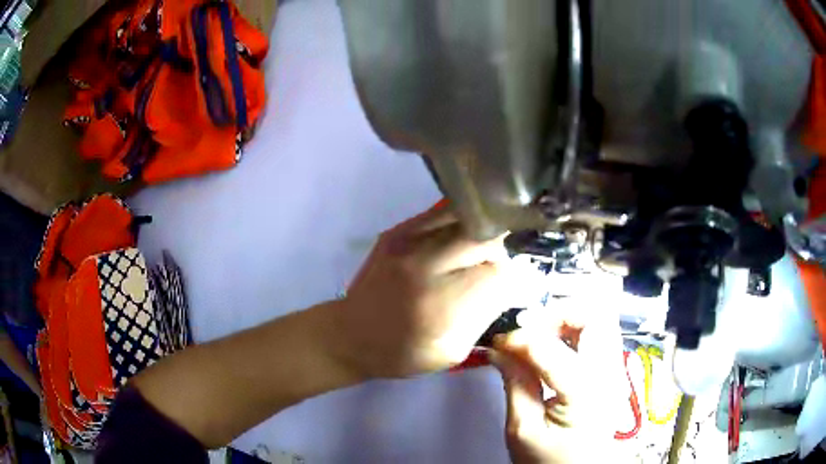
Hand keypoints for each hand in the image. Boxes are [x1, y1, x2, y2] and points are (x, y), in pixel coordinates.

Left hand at [328, 203, 511, 378]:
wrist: (351, 333)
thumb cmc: (402, 353)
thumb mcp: (452, 352)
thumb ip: (484, 316)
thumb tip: (508, 286)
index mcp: (439, 305)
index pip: (497, 275)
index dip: (510, 281)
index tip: (508, 290)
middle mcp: (425, 265)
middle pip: (486, 241)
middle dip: (499, 256)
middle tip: (494, 271)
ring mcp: (408, 241)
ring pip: (468, 220)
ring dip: (482, 236)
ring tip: (479, 254)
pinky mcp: (398, 230)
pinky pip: (444, 213)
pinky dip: (461, 224)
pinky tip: (460, 240)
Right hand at [491, 303, 624, 463]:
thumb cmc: (550, 459)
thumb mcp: (522, 430)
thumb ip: (515, 385)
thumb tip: (500, 349)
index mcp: (584, 394)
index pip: (552, 349)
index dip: (521, 338)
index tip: (500, 342)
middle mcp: (608, 375)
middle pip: (595, 317)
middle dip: (557, 313)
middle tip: (528, 326)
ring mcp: (616, 371)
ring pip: (601, 320)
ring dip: (569, 317)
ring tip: (540, 332)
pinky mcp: (613, 372)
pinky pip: (601, 334)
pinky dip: (577, 328)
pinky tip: (556, 343)